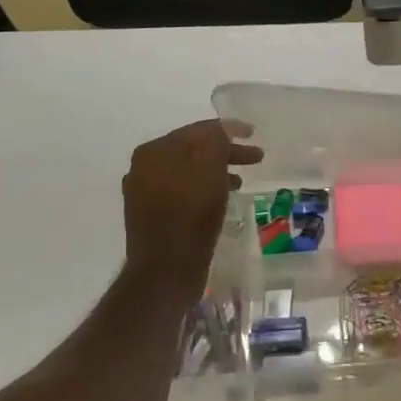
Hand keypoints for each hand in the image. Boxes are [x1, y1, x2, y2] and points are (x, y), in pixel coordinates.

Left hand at [123, 121, 263, 285]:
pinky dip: (203, 190)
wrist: (165, 271)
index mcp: (154, 151)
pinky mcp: (152, 216)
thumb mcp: (210, 169)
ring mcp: (145, 193)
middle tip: (256, 157)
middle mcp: (144, 167)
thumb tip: (221, 131)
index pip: (198, 130)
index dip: (228, 129)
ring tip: (241, 181)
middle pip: (193, 150)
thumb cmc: (191, 215)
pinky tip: (219, 200)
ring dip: (217, 171)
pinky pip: (183, 192)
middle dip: (225, 151)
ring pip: (189, 171)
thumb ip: (216, 141)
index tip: (253, 133)